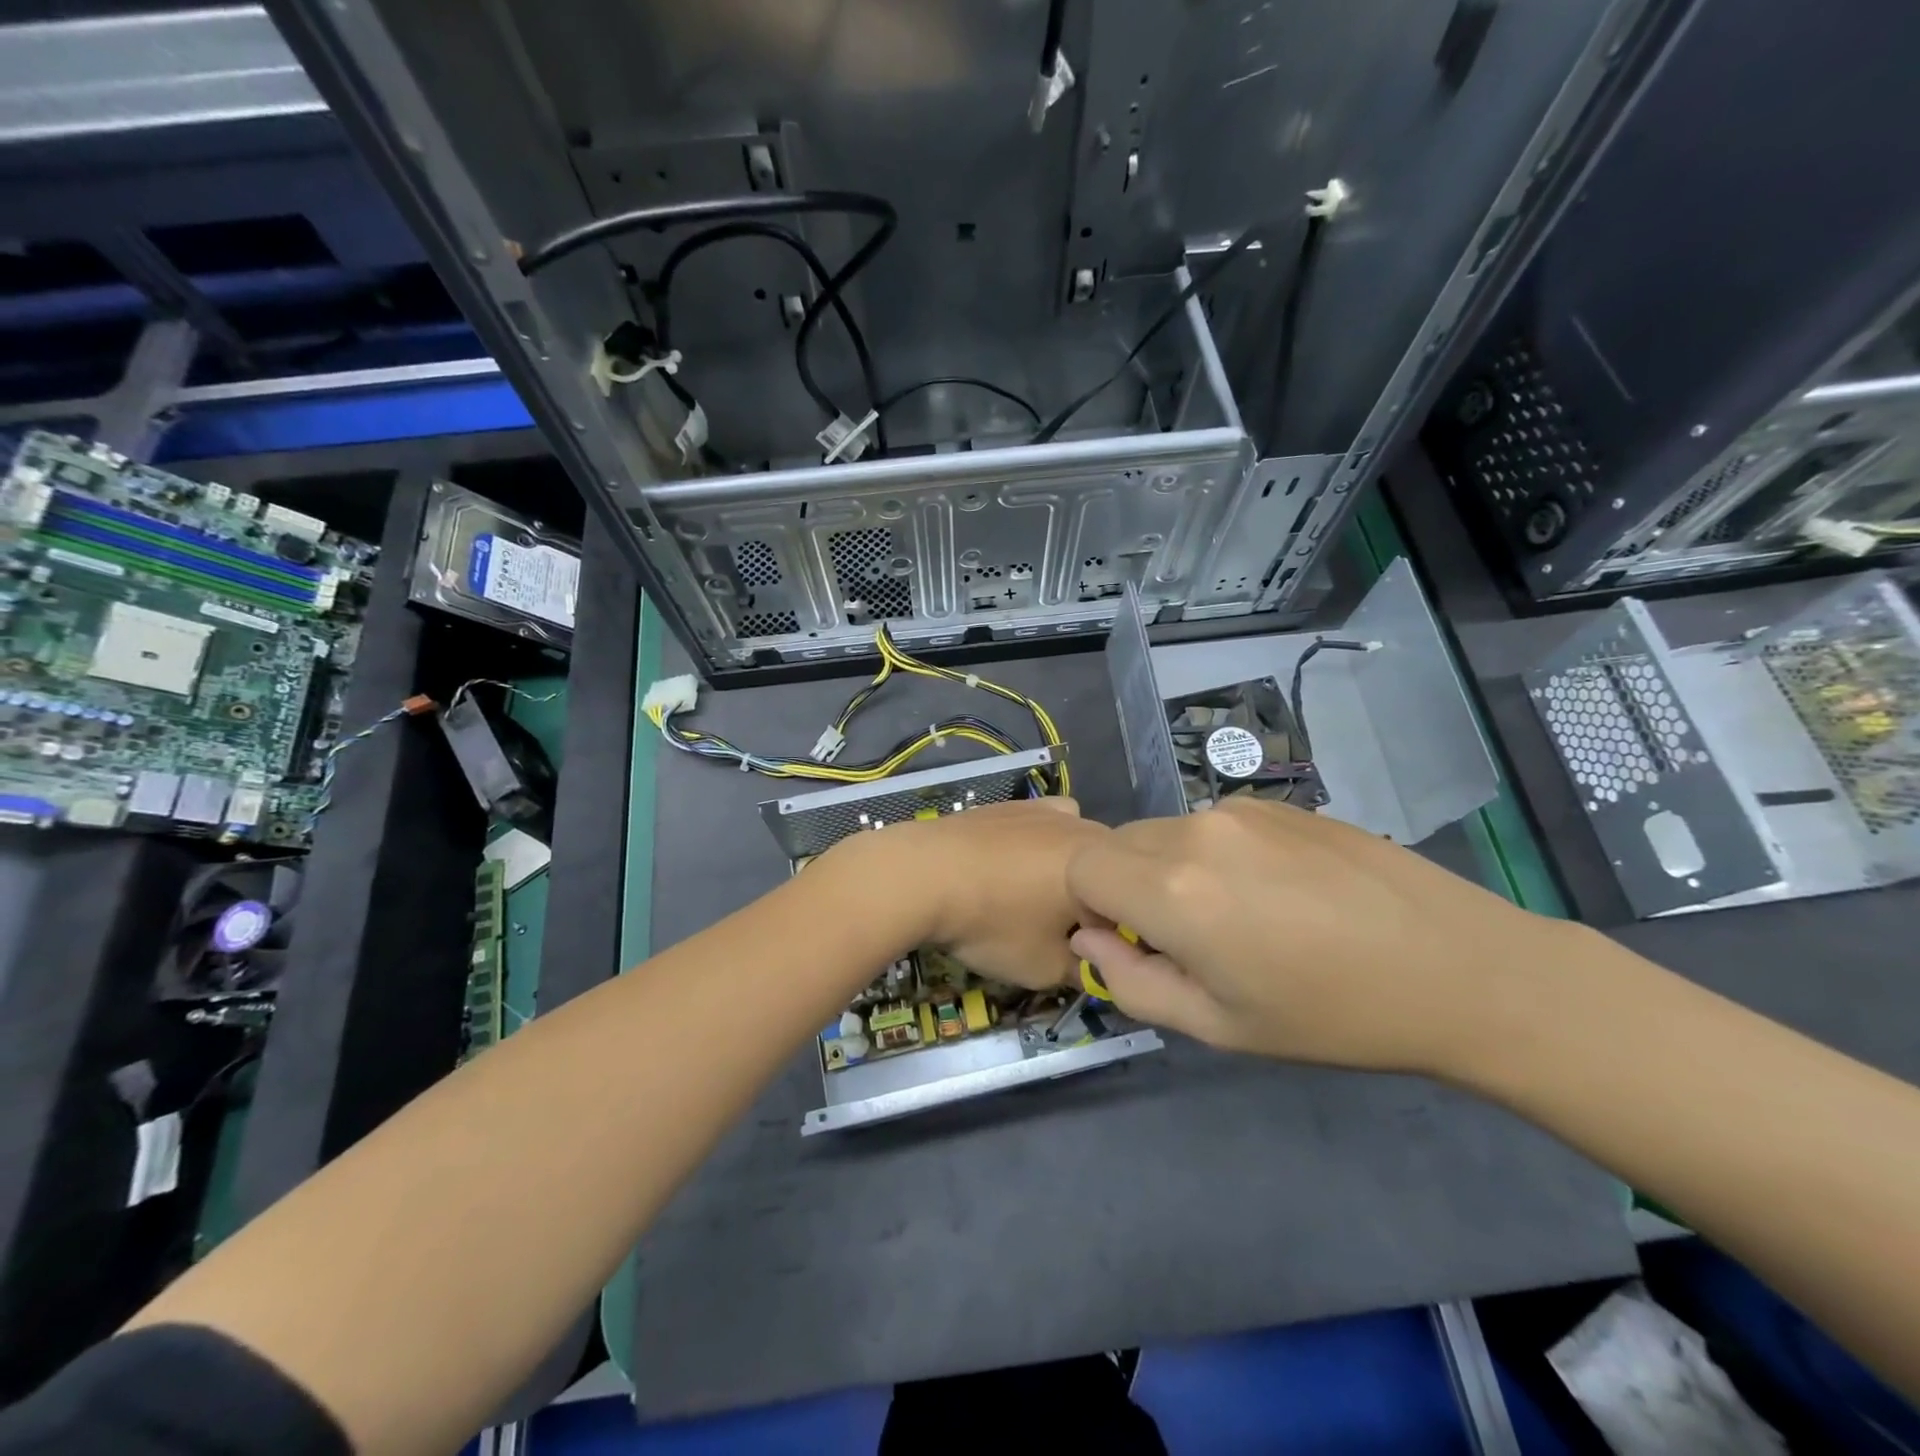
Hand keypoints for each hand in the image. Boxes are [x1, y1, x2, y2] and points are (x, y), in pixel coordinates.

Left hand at [829, 797, 1109, 990]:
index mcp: (1105, 864)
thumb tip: (1098, 967)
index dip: (1120, 934)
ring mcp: (1046, 810)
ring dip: (1071, 871)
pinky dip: (1039, 846)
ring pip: (1077, 844)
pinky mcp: (1011, 805)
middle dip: (1098, 901)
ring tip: (1038, 898)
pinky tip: (1011, 868)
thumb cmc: (993, 924)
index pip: (1135, 902)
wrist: (922, 875)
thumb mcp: (1046, 968)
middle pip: (1109, 869)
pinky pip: (1043, 826)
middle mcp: (1083, 827)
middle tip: (1067, 933)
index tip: (1095, 956)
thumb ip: (1086, 971)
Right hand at [1066, 797, 1575, 1075]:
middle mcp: (1195, 832)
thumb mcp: (1219, 1026)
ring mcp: (1240, 809)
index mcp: (1172, 890)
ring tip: (1242, 915)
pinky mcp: (1278, 802)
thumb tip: (1089, 938)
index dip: (1091, 905)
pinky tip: (1279, 891)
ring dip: (1172, 868)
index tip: (1134, 941)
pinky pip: (1213, 823)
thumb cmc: (1331, 1015)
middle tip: (1188, 938)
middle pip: (1119, 844)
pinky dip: (1215, 853)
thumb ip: (1132, 983)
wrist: (1459, 967)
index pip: (1080, 867)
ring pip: (1166, 832)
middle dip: (1128, 887)